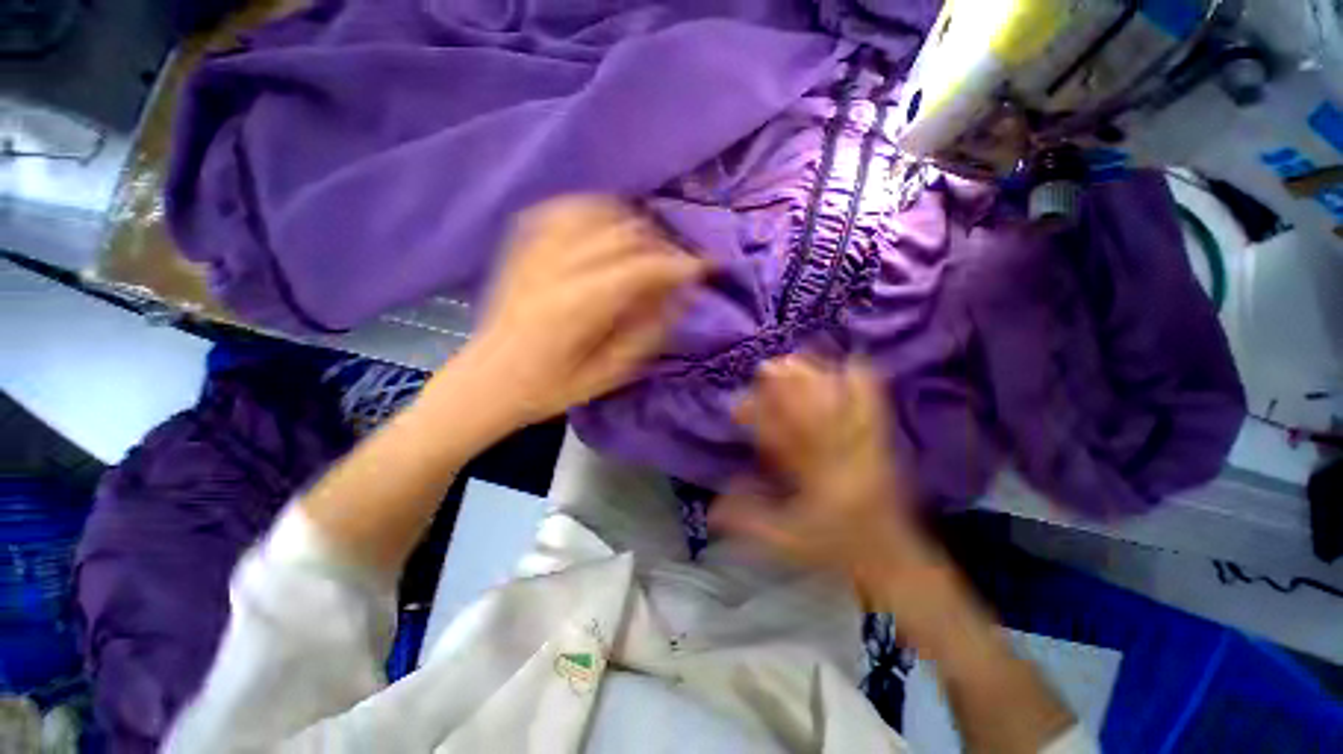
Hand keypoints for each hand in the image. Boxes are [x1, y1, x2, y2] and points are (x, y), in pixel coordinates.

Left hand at [455, 195, 706, 425]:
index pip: (642, 268)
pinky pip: (562, 210)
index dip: (680, 264)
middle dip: (661, 244)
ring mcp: (534, 252)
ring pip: (595, 211)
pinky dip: (592, 210)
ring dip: (631, 223)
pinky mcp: (520, 246)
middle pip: (623, 234)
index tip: (706, 266)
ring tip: (647, 244)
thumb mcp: (608, 373)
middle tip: (676, 264)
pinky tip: (605, 226)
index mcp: (578, 307)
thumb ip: (647, 332)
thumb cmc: (549, 388)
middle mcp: (557, 268)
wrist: (488, 381)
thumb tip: (682, 297)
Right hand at [709, 355, 928, 594]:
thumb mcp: (789, 543)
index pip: (789, 441)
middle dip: (794, 384)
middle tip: (771, 364)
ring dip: (824, 377)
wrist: (893, 557)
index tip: (743, 402)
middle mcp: (846, 458)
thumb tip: (712, 507)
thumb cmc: (838, 550)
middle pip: (819, 412)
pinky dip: (864, 383)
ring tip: (802, 356)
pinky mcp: (882, 445)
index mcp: (822, 481)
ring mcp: (869, 448)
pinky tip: (855, 362)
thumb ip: (751, 521)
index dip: (765, 417)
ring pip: (846, 404)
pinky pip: (875, 408)